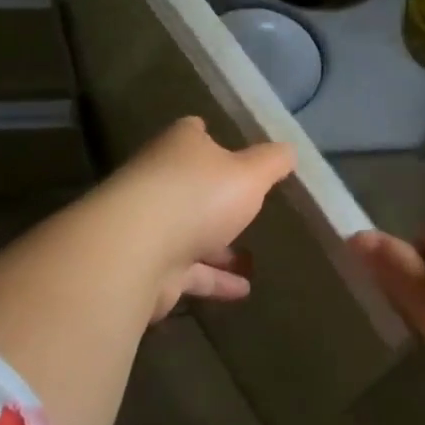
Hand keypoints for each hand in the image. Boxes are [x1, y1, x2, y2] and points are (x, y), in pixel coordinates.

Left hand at [106, 117, 295, 318]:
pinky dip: (214, 280)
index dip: (212, 138)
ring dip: (218, 246)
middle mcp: (160, 180)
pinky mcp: (150, 266)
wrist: (135, 252)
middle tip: (248, 209)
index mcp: (180, 147)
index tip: (232, 148)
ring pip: (190, 232)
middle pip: (191, 185)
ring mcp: (151, 225)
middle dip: (217, 198)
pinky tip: (242, 291)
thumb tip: (289, 150)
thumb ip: (273, 162)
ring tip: (251, 259)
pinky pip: (189, 271)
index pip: (194, 133)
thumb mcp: (250, 174)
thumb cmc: (198, 197)